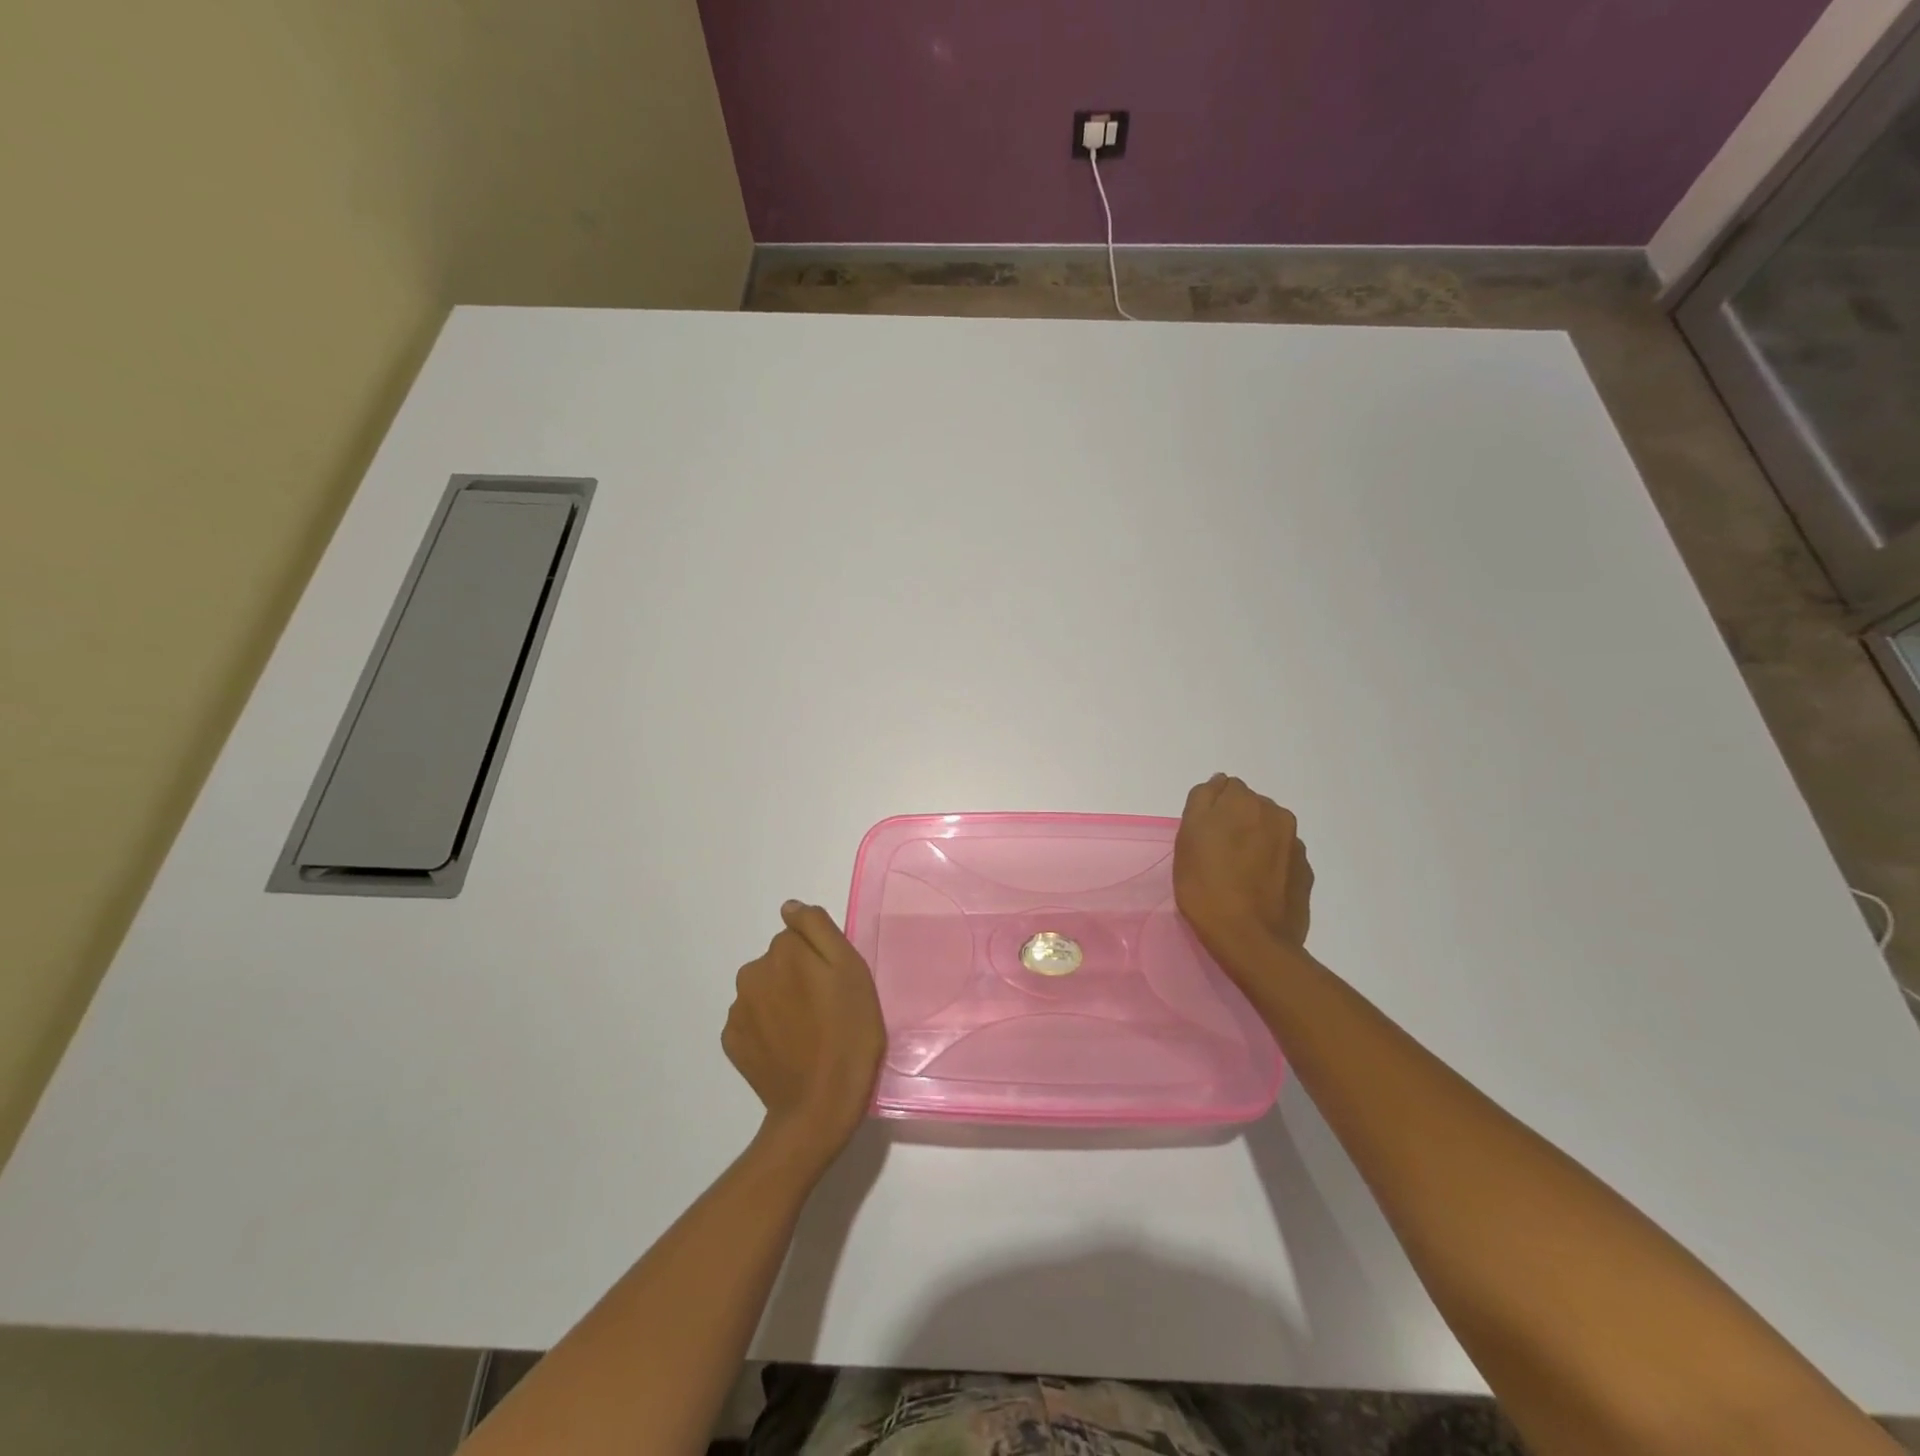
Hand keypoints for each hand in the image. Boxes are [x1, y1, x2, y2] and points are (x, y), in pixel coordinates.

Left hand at [723, 901, 885, 1170]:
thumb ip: (817, 929)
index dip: (820, 957)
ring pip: (765, 990)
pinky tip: (790, 1049)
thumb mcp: (850, 970)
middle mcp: (751, 973)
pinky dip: (769, 1028)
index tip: (835, 984)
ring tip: (810, 1034)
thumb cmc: (848, 1033)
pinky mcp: (732, 1042)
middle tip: (827, 1010)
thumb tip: (789, 907)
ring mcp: (738, 1010)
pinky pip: (753, 1020)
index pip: (799, 936)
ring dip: (783, 1002)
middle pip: (779, 961)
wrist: (820, 1107)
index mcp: (782, 951)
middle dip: (798, 976)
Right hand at [1173, 774, 1313, 966]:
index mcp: (1244, 802)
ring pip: (1268, 830)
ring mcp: (1295, 844)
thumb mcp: (1187, 838)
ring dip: (1254, 841)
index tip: (1201, 836)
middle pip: (1249, 807)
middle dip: (1235, 822)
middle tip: (1216, 855)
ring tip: (1238, 873)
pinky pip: (1281, 856)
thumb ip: (1202, 801)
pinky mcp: (1305, 871)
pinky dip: (1270, 863)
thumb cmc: (1207, 886)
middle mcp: (1276, 814)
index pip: (1225, 788)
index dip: (1211, 810)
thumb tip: (1218, 783)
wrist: (1251, 940)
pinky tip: (1256, 887)